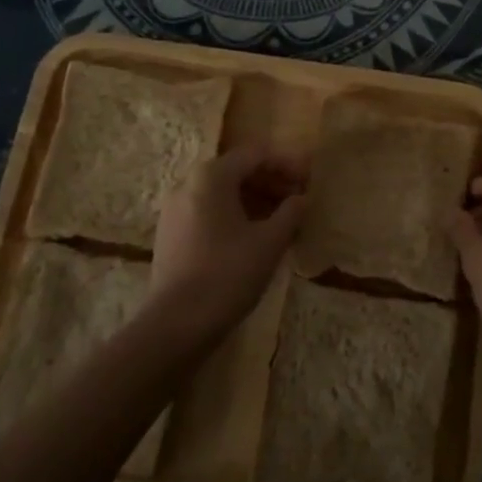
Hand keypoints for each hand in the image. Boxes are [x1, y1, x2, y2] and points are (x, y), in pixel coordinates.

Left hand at [150, 144, 305, 347]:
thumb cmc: (227, 275)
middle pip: (238, 170)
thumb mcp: (269, 242)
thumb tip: (302, 198)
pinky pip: (209, 210)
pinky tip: (255, 236)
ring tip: (283, 220)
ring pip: (223, 192)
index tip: (311, 178)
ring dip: (255, 199)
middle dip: (272, 181)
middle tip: (300, 199)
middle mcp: (189, 183)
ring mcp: (175, 209)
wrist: (174, 326)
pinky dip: (235, 215)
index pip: (257, 154)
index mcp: (211, 176)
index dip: (287, 163)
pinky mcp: (171, 234)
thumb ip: (291, 212)